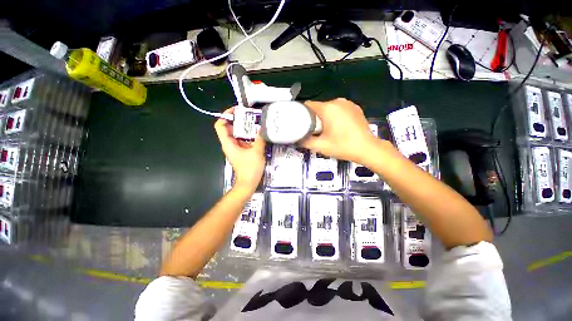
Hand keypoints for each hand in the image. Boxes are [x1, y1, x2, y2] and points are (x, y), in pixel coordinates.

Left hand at [215, 108, 265, 192]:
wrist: (248, 183)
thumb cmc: (250, 169)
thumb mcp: (257, 152)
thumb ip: (260, 138)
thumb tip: (263, 127)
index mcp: (228, 143)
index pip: (220, 125)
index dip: (226, 116)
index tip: (237, 111)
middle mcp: (230, 144)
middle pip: (230, 128)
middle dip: (239, 120)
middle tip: (251, 115)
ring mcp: (236, 148)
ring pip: (237, 134)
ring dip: (245, 128)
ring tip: (256, 122)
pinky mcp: (241, 152)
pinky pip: (243, 140)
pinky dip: (249, 135)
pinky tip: (259, 134)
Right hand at [301, 98, 381, 162]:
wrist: (367, 149)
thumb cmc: (343, 146)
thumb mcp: (320, 146)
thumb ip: (305, 141)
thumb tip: (296, 138)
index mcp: (328, 108)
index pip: (308, 105)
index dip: (302, 114)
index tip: (301, 124)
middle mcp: (338, 101)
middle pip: (319, 107)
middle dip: (314, 118)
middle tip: (315, 131)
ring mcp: (348, 103)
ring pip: (329, 108)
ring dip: (325, 117)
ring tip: (327, 130)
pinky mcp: (355, 108)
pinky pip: (339, 109)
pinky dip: (336, 116)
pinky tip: (339, 128)